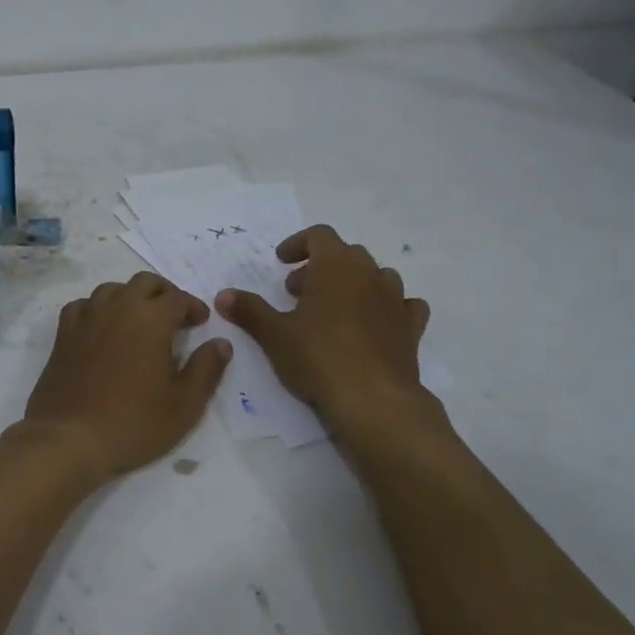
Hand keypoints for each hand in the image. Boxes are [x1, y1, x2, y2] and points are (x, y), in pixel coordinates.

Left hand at [21, 272, 231, 481]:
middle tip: (175, 316)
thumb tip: (221, 343)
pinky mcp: (63, 336)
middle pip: (144, 283)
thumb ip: (206, 369)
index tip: (201, 322)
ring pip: (111, 289)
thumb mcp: (185, 405)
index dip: (193, 306)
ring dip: (130, 297)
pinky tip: (102, 327)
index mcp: (150, 320)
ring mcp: (86, 320)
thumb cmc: (133, 424)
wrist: (70, 439)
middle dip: (164, 293)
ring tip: (139, 319)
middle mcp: (117, 309)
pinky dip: (97, 308)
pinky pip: (82, 306)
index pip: (178, 298)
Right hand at [216, 225, 434, 426]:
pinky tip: (374, 324)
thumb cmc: (318, 357)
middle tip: (296, 292)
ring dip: (353, 284)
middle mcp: (370, 274)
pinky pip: (403, 305)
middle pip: (346, 254)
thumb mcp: (274, 334)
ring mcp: (395, 300)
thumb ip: (249, 310)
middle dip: (320, 267)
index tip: (280, 262)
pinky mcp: (411, 328)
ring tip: (332, 309)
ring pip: (377, 276)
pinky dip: (386, 307)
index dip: (298, 244)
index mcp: (336, 266)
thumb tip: (223, 295)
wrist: (374, 399)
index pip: (319, 235)